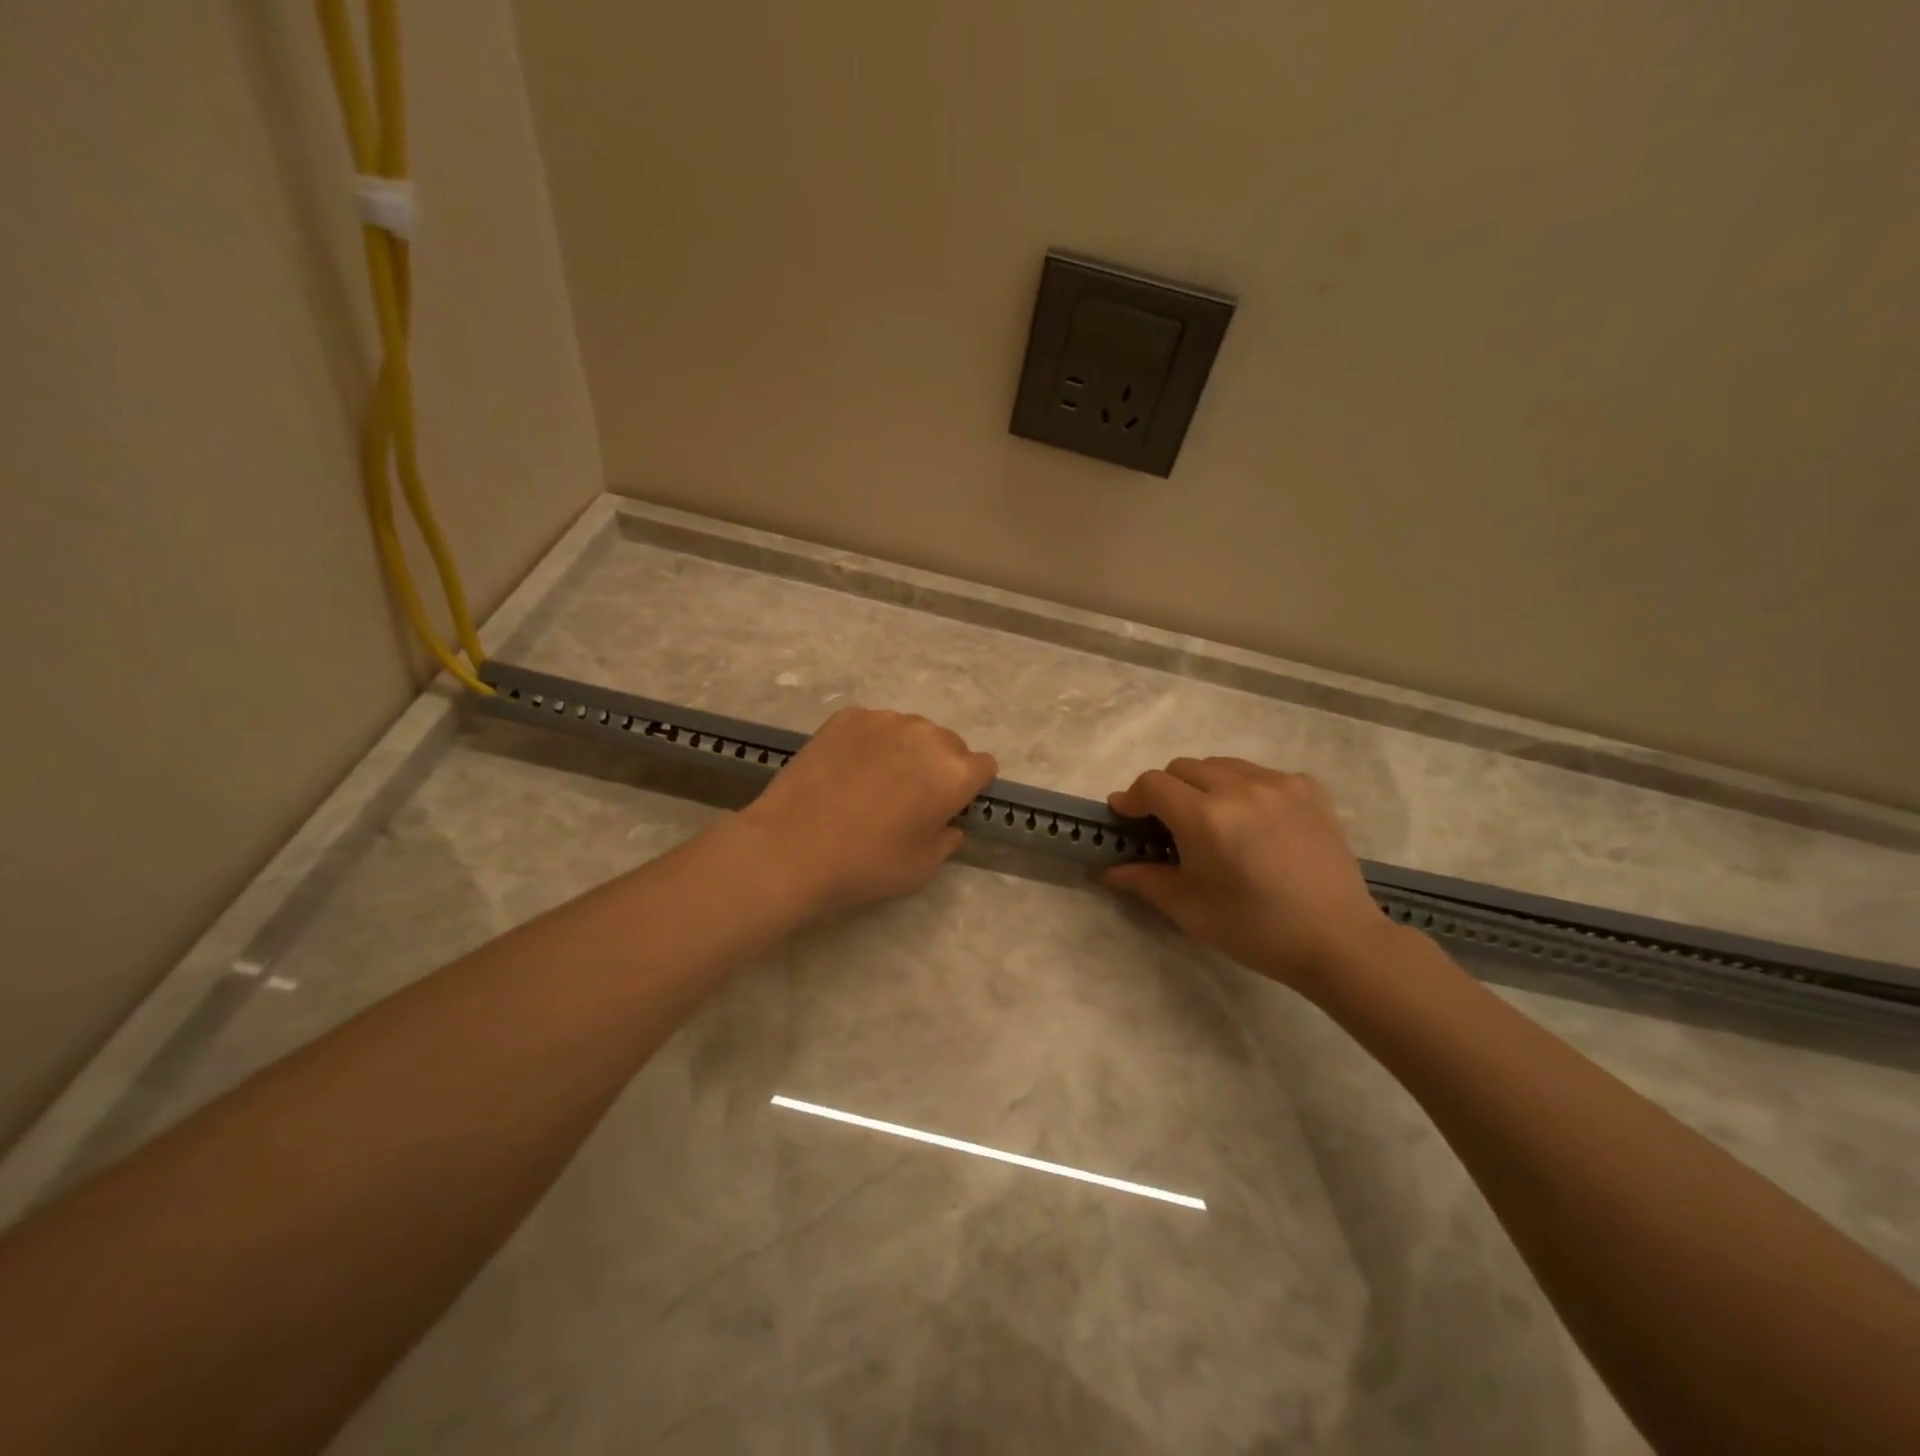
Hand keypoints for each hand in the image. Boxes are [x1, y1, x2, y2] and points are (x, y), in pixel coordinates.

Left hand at [738, 707, 997, 914]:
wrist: (792, 846)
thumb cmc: (866, 863)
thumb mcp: (923, 867)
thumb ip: (948, 838)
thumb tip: (947, 822)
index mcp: (954, 772)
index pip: (984, 766)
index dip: (970, 788)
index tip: (948, 806)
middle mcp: (926, 735)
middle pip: (949, 744)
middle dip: (939, 766)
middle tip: (910, 797)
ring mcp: (885, 720)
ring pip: (912, 731)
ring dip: (906, 750)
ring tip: (874, 782)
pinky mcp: (848, 716)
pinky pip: (875, 726)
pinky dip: (870, 742)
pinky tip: (847, 770)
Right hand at [1103, 757, 1396, 993]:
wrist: (1337, 941)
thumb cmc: (1254, 929)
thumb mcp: (1189, 909)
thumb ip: (1143, 880)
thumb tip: (1108, 869)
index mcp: (1206, 818)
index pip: (1152, 785)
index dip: (1132, 798)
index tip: (1126, 817)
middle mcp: (1240, 788)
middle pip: (1183, 767)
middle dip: (1166, 791)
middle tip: (1168, 825)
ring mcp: (1279, 784)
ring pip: (1221, 765)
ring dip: (1203, 785)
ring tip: (1212, 820)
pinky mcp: (1308, 788)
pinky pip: (1260, 773)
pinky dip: (1244, 788)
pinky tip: (1253, 820)